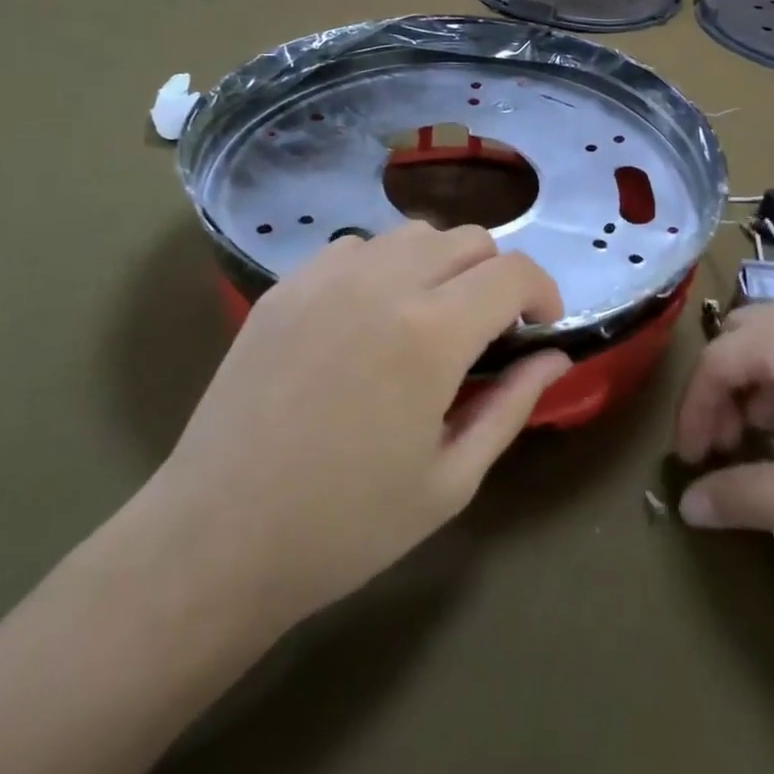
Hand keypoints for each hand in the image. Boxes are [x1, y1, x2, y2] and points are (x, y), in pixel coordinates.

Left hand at [143, 223, 568, 633]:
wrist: (218, 540)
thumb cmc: (346, 525)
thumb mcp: (452, 479)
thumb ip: (513, 405)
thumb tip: (556, 356)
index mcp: (433, 333)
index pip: (513, 271)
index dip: (543, 291)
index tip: (541, 325)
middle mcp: (384, 283)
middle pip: (469, 239)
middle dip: (496, 275)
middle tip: (488, 329)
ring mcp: (328, 277)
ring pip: (413, 234)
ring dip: (442, 264)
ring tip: (429, 317)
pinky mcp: (287, 285)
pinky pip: (356, 247)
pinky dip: (383, 267)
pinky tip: (368, 318)